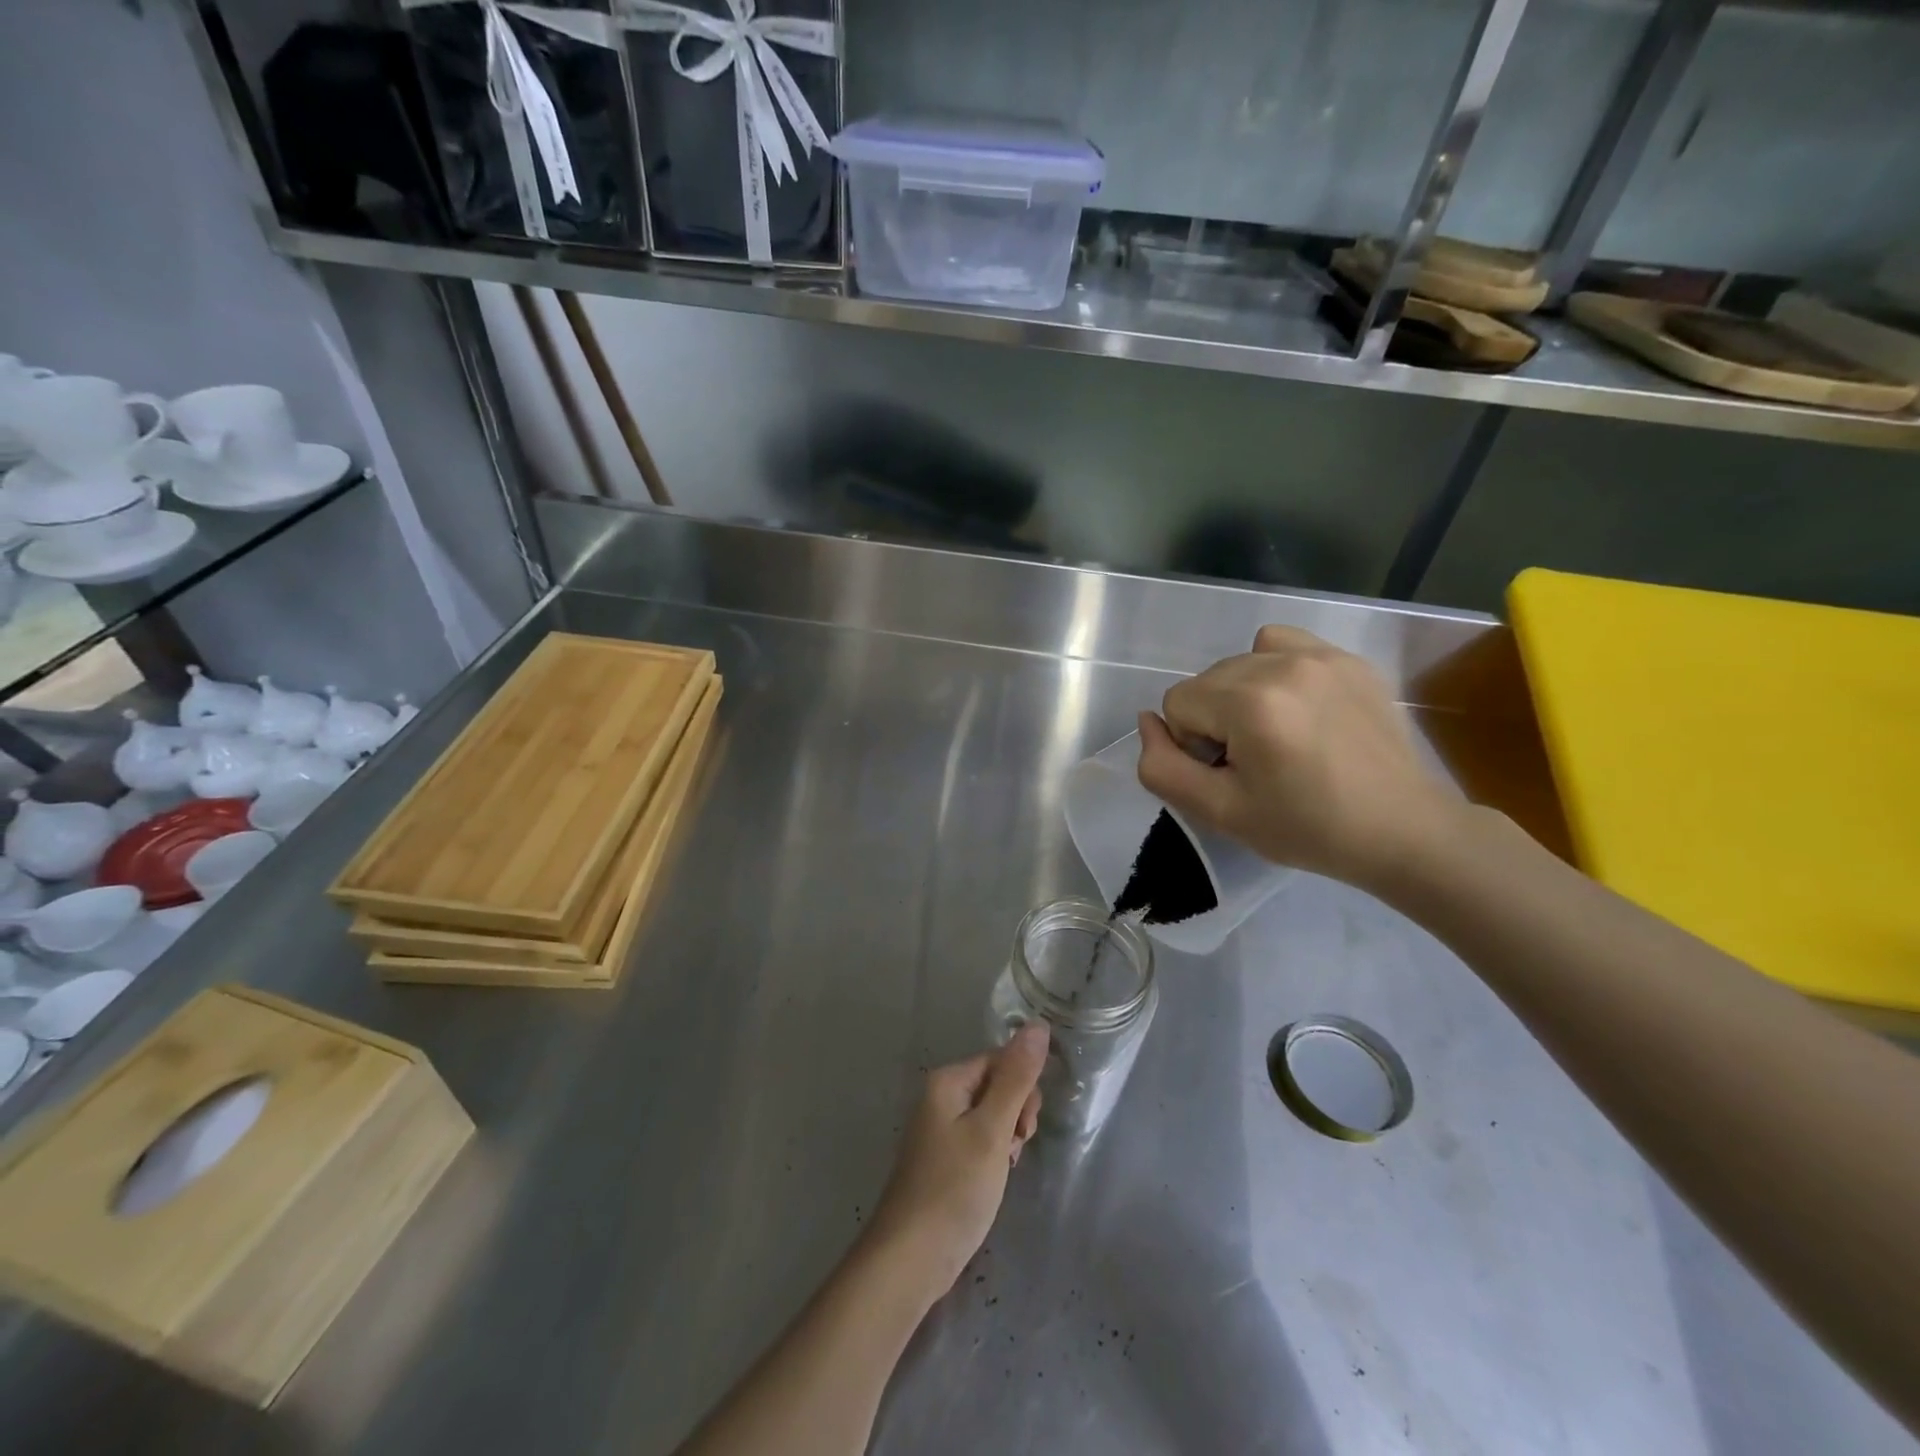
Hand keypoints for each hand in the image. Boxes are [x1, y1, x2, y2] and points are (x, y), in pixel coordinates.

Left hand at [864, 1025, 1047, 1303]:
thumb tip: (1038, 1024)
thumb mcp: (993, 1130)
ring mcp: (940, 1129)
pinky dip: (994, 1156)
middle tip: (1013, 1150)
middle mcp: (940, 1097)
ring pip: (992, 1115)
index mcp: (948, 1081)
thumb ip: (1016, 1078)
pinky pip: (980, 1140)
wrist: (910, 1259)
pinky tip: (993, 1180)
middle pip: (997, 1085)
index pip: (1002, 1061)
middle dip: (1016, 1115)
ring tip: (1002, 1170)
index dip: (1022, 1090)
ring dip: (1007, 1138)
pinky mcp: (943, 1158)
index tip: (1024, 1128)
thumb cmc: (954, 1189)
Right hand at [1136, 625, 1462, 891]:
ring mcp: (1321, 654)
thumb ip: (1162, 768)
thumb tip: (1147, 722)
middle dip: (1214, 719)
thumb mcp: (1219, 812)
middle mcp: (1282, 662)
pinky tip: (1297, 707)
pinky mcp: (1347, 658)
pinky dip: (1273, 670)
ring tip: (1276, 733)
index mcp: (1250, 702)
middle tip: (1255, 763)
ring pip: (1239, 661)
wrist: (1402, 830)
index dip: (1193, 745)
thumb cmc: (1307, 828)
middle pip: (1206, 679)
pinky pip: (1282, 645)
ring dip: (1241, 695)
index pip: (1177, 703)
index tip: (1231, 775)